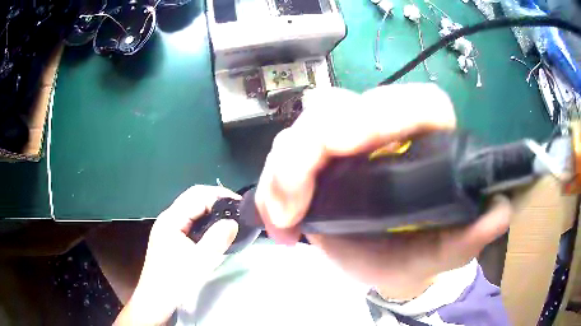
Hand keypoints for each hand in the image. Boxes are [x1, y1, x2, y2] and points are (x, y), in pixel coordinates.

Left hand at [114, 185, 239, 325]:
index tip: (240, 205)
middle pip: (193, 198)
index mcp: (171, 219)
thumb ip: (217, 239)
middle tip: (237, 211)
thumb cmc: (175, 281)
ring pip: (191, 209)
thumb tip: (233, 222)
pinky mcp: (170, 237)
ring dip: (210, 210)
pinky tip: (214, 230)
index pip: (197, 195)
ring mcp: (167, 227)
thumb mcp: (199, 262)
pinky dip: (204, 220)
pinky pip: (189, 221)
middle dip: (216, 200)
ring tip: (230, 218)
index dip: (219, 195)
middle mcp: (167, 218)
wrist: (156, 299)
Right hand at [254, 84, 511, 299]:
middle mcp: (386, 131)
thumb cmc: (420, 253)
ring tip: (283, 219)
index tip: (347, 144)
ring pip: (305, 129)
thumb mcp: (445, 251)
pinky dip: (274, 186)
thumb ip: (471, 235)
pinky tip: (279, 223)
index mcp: (429, 142)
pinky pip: (286, 156)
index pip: (417, 104)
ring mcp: (347, 143)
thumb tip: (498, 211)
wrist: (390, 263)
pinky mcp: (318, 160)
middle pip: (342, 109)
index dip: (384, 112)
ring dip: (285, 171)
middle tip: (295, 198)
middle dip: (311, 146)